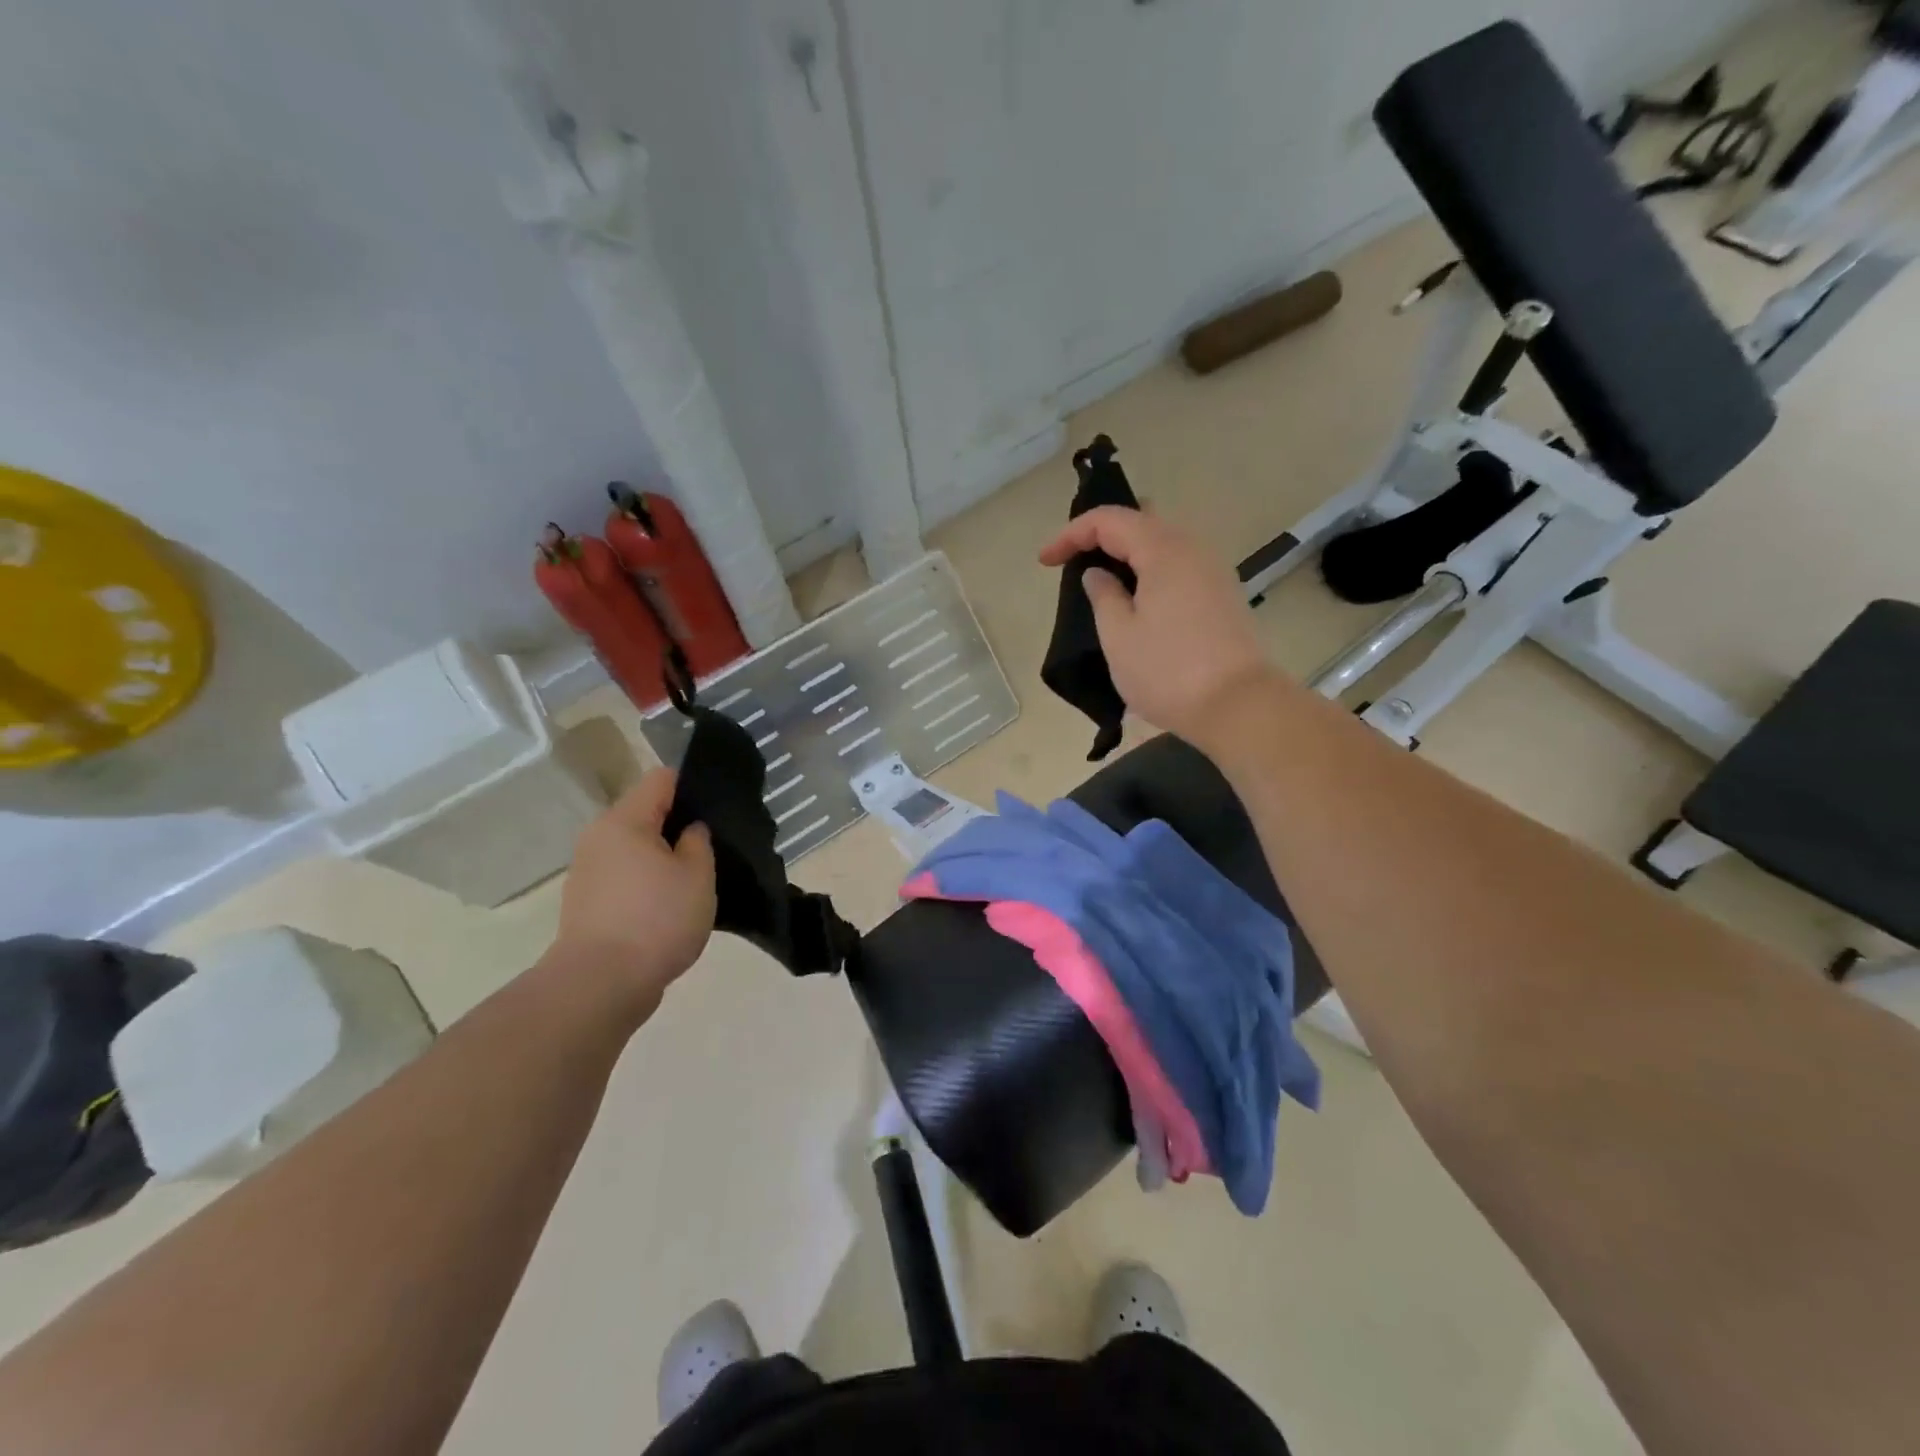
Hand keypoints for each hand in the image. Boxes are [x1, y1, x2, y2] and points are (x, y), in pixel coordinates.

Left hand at [546, 769, 715, 1019]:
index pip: (662, 779)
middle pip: (645, 813)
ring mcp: (587, 872)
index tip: (717, 809)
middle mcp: (598, 837)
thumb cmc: (656, 920)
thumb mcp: (697, 876)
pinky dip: (646, 884)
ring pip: (634, 848)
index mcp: (624, 820)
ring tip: (693, 881)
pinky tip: (669, 908)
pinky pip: (624, 877)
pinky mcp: (586, 904)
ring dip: (662, 858)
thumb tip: (689, 830)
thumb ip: (699, 842)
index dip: (693, 786)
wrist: (600, 985)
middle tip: (712, 848)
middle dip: (678, 826)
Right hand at [1039, 507, 1282, 748]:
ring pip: (1163, 544)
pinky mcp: (1222, 596)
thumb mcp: (1119, 635)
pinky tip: (1136, 598)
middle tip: (1074, 561)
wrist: (1238, 706)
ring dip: (1129, 554)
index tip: (1045, 562)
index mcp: (1163, 550)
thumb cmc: (1168, 671)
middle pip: (1141, 522)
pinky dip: (1151, 571)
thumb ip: (1103, 596)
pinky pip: (1179, 566)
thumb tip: (1097, 574)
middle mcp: (1193, 549)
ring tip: (1102, 581)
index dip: (1071, 534)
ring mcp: (1213, 572)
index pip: (1109, 520)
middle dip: (1102, 535)